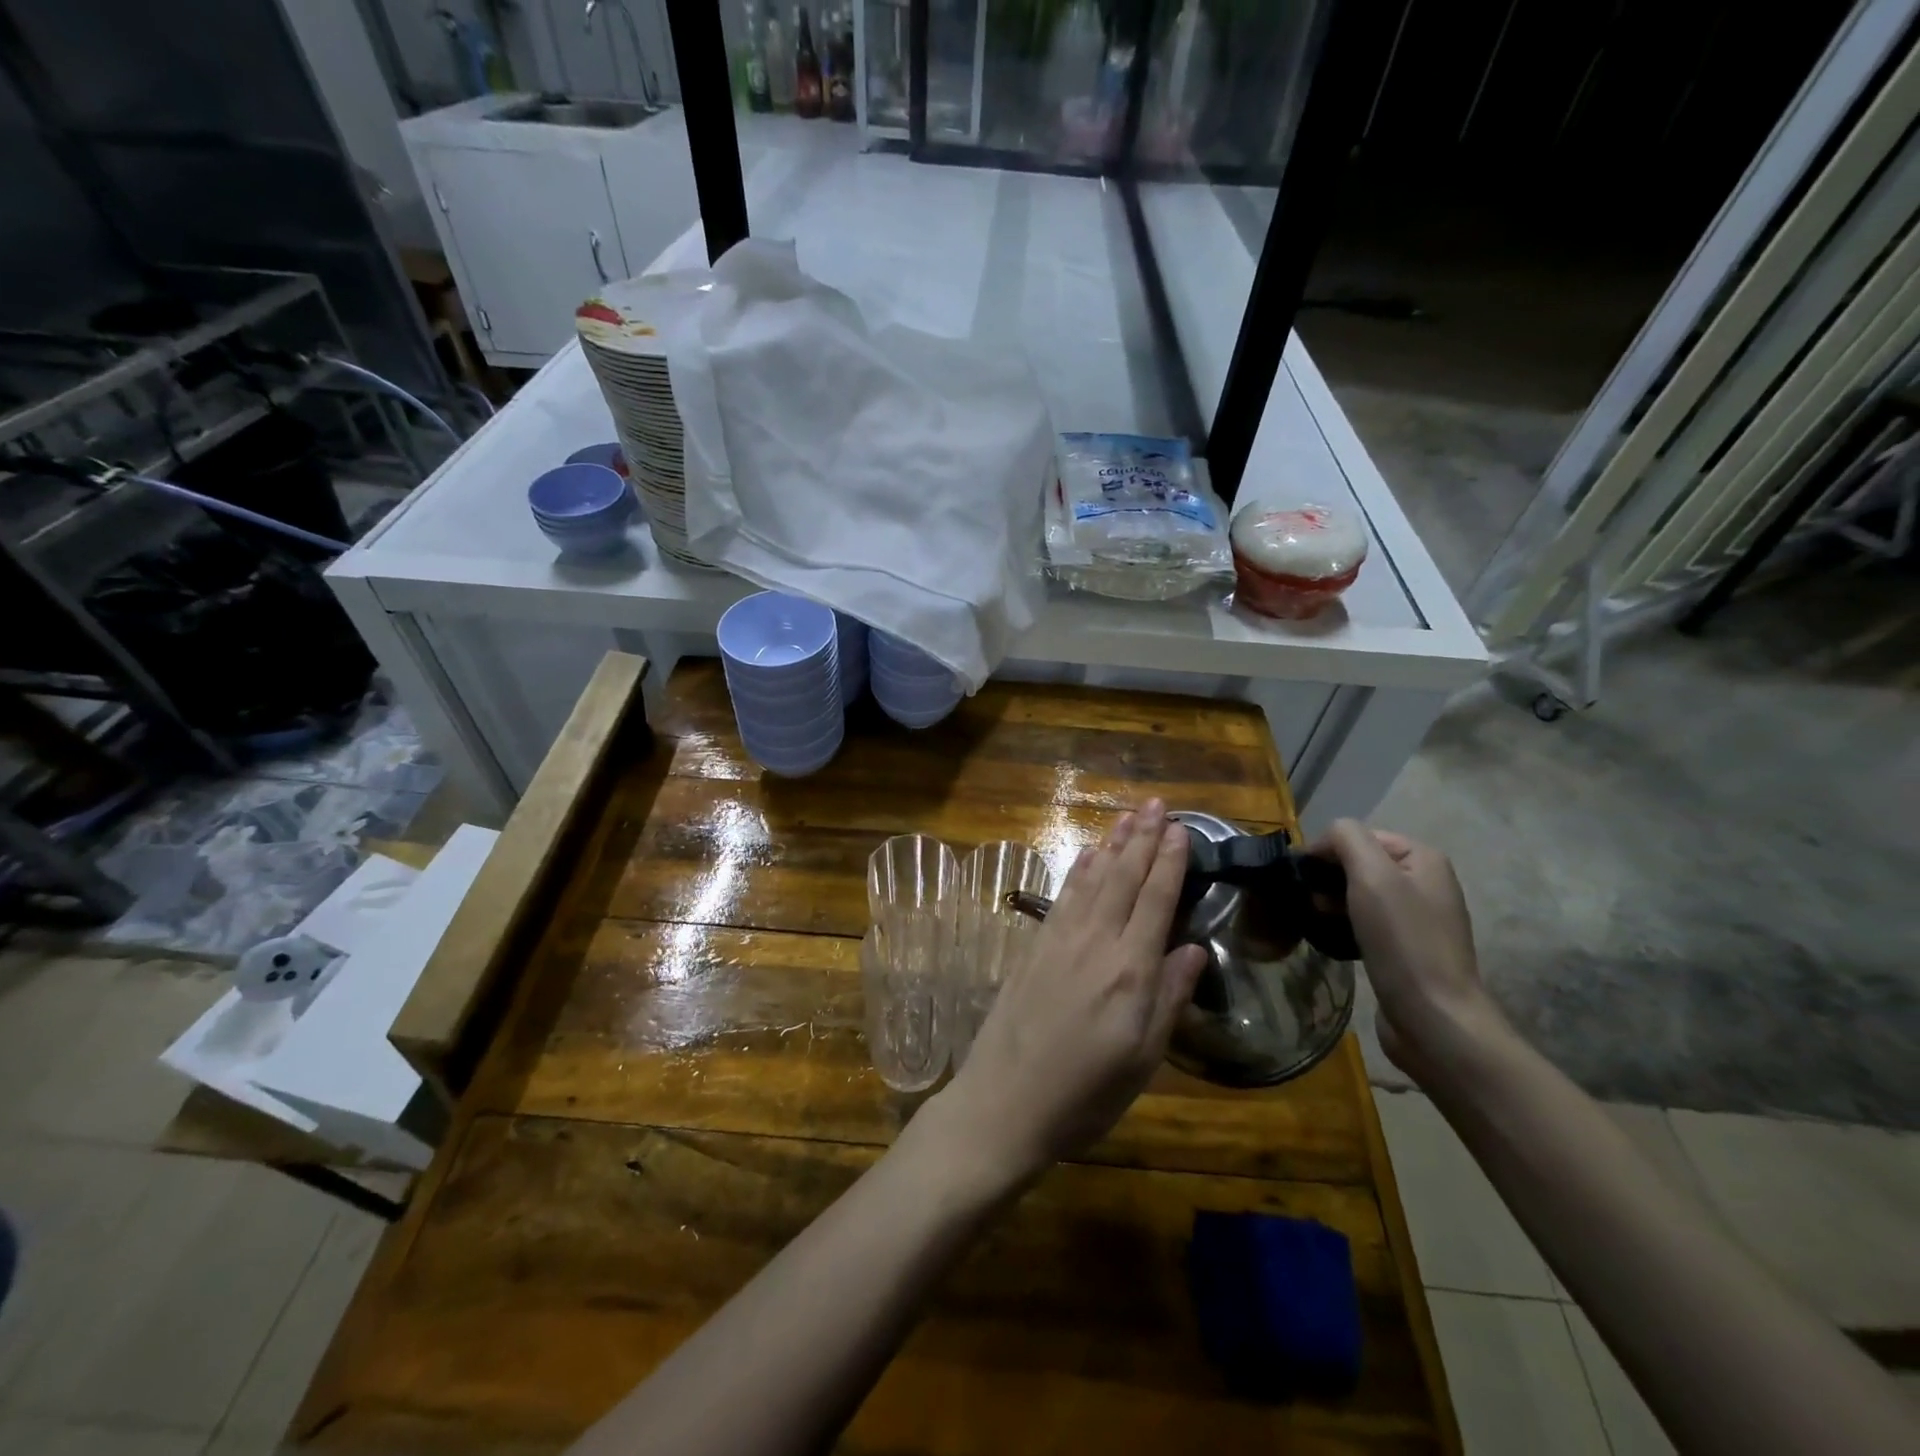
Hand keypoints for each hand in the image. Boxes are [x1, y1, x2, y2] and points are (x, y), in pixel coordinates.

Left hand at [927, 799, 1207, 1192]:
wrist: (1004, 1101)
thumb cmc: (1085, 1093)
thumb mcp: (1143, 1059)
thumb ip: (1169, 998)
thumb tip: (1194, 949)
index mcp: (1130, 970)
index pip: (1156, 900)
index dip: (1170, 861)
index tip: (1182, 829)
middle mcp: (1095, 942)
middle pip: (1123, 877)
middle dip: (1143, 837)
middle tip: (1158, 803)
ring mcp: (1059, 939)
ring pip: (1092, 878)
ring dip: (1112, 844)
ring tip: (1128, 816)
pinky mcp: (1033, 946)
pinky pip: (1063, 896)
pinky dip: (1077, 870)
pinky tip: (1086, 855)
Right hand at [1312, 820, 1508, 1083]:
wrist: (1433, 1017)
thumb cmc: (1402, 940)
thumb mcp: (1372, 875)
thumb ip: (1346, 838)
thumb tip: (1323, 840)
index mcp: (1423, 859)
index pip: (1361, 835)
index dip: (1328, 849)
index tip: (1302, 875)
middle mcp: (1426, 883)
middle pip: (1361, 863)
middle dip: (1328, 876)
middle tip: (1306, 899)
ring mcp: (1419, 918)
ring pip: (1361, 894)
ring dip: (1332, 901)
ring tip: (1314, 919)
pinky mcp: (1407, 949)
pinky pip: (1367, 922)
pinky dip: (1344, 924)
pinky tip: (1331, 938)